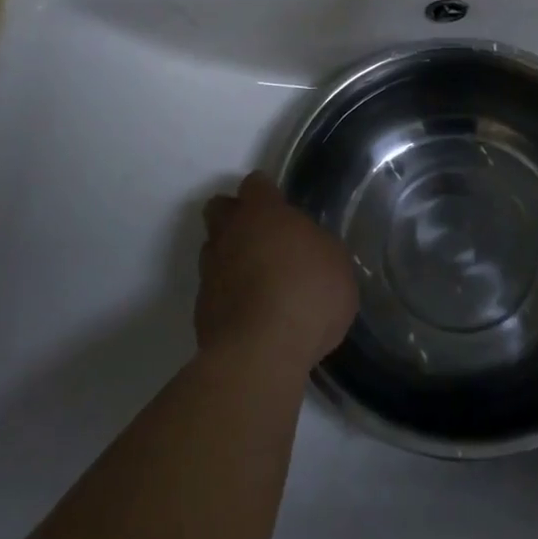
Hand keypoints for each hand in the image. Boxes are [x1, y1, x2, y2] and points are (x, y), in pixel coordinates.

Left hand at [196, 172, 358, 374]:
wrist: (261, 354)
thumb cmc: (307, 294)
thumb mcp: (336, 263)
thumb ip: (317, 247)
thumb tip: (308, 250)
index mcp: (263, 212)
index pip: (255, 184)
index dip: (266, 193)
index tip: (280, 207)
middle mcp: (230, 233)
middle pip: (220, 208)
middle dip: (235, 216)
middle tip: (261, 237)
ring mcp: (211, 272)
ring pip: (213, 250)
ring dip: (229, 257)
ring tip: (256, 280)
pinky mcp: (201, 311)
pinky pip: (213, 291)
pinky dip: (228, 297)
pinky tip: (250, 314)